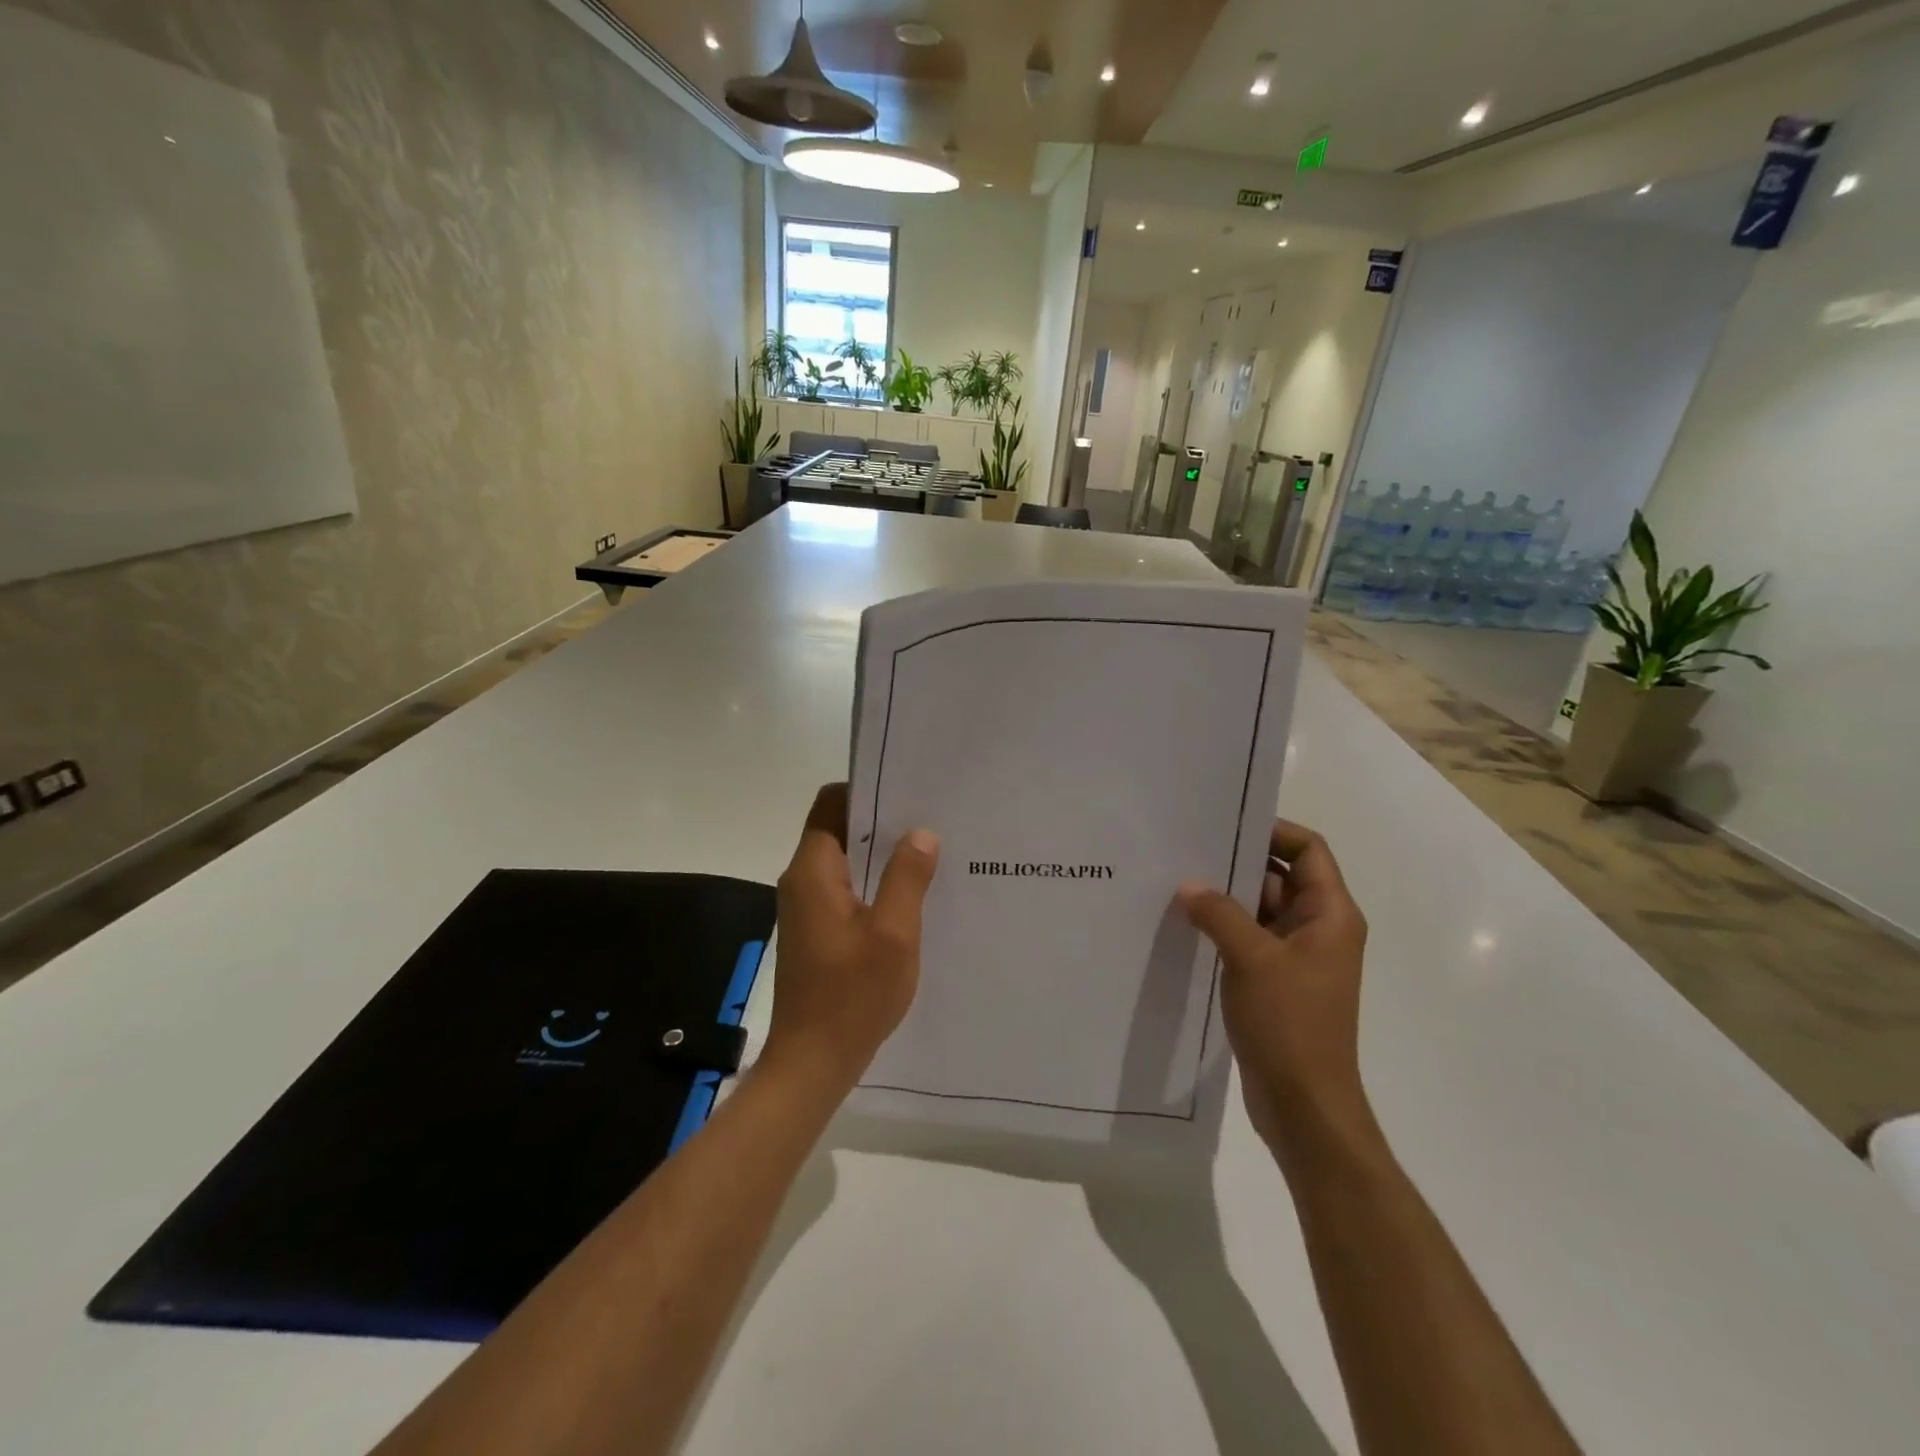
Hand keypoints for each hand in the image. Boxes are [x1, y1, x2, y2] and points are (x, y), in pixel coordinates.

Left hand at [764, 784, 939, 1090]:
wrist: (812, 1062)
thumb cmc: (852, 995)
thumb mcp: (893, 933)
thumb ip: (907, 877)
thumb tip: (920, 832)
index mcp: (814, 871)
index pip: (831, 804)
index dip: (867, 790)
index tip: (908, 791)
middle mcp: (803, 881)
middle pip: (839, 829)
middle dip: (882, 822)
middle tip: (931, 820)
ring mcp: (806, 907)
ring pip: (845, 862)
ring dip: (881, 856)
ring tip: (929, 853)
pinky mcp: (815, 930)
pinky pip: (845, 890)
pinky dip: (874, 884)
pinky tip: (910, 896)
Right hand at [1178, 820, 1370, 1152]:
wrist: (1305, 1105)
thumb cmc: (1291, 1024)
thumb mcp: (1252, 959)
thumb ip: (1219, 914)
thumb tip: (1188, 884)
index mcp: (1330, 915)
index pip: (1308, 850)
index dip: (1273, 831)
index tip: (1225, 824)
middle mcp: (1318, 929)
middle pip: (1280, 877)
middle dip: (1237, 863)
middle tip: (1187, 848)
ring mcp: (1296, 957)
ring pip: (1260, 909)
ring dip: (1225, 898)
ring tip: (1176, 881)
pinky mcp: (1275, 981)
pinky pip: (1248, 939)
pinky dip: (1222, 928)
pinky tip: (1185, 924)